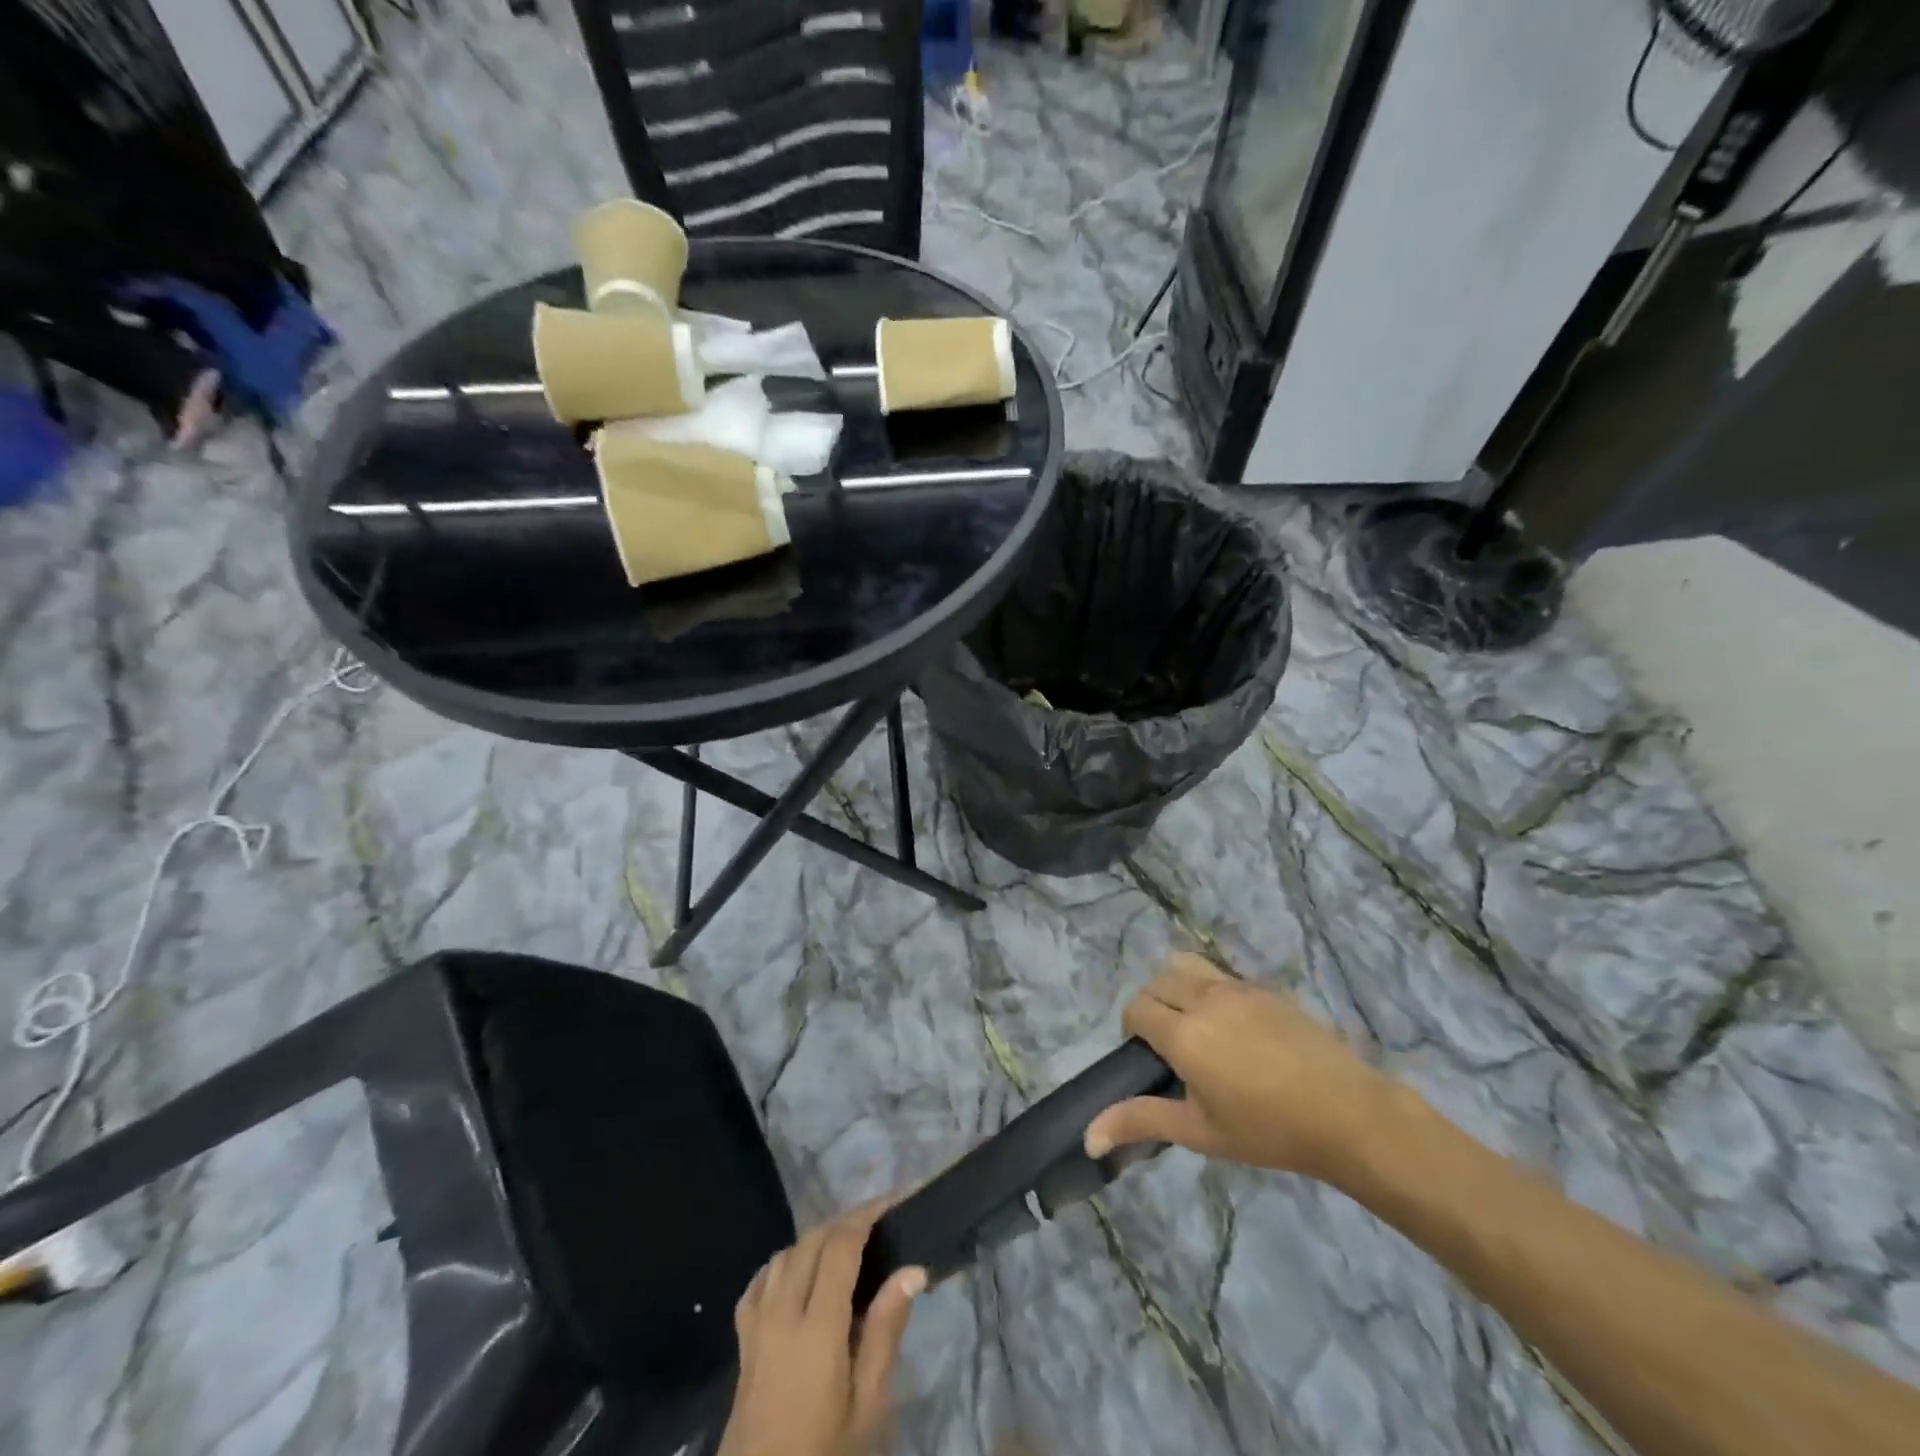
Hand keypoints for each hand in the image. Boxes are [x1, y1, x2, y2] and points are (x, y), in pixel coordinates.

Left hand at [718, 1198, 927, 1455]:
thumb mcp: (867, 1409)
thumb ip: (886, 1333)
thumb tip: (912, 1269)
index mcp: (817, 1328)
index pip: (841, 1246)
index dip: (868, 1215)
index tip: (895, 1201)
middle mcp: (782, 1313)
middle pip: (812, 1241)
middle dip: (846, 1222)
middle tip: (880, 1225)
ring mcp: (756, 1326)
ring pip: (785, 1254)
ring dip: (816, 1240)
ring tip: (847, 1249)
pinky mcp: (742, 1344)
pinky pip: (760, 1282)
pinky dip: (783, 1264)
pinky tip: (799, 1276)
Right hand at [1083, 953, 1397, 1184]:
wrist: (1348, 1114)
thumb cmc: (1269, 1130)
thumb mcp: (1200, 1132)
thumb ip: (1141, 1121)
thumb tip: (1087, 1136)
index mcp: (1183, 1035)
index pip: (1136, 1009)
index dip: (1131, 1030)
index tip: (1148, 1059)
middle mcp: (1203, 1000)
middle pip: (1156, 982)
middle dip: (1150, 1006)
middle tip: (1169, 1047)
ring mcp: (1236, 988)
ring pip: (1184, 966)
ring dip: (1176, 988)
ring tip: (1195, 1025)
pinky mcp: (1263, 988)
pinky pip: (1218, 974)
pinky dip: (1207, 988)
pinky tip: (1233, 1027)